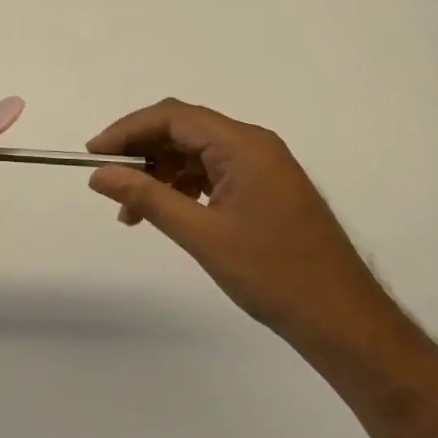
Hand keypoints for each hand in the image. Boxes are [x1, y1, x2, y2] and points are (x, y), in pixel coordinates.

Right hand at [86, 99, 400, 365]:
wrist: (344, 321)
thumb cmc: (273, 274)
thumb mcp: (201, 235)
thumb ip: (148, 197)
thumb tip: (99, 174)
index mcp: (243, 145)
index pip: (173, 117)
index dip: (128, 130)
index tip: (94, 154)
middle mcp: (254, 144)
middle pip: (184, 130)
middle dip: (142, 152)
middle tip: (107, 180)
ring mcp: (263, 166)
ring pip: (196, 152)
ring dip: (160, 173)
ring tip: (131, 211)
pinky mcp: (266, 187)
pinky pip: (214, 171)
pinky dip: (184, 186)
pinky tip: (166, 212)